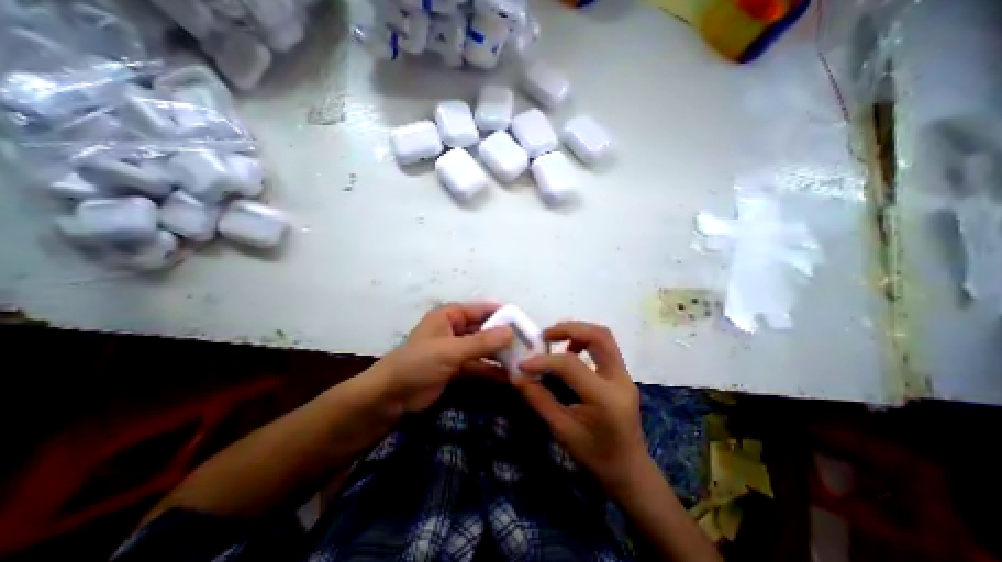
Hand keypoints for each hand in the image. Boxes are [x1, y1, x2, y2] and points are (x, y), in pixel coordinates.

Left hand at [377, 303, 515, 411]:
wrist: (391, 397)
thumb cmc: (418, 363)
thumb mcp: (451, 350)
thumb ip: (482, 342)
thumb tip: (511, 332)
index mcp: (451, 316)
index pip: (482, 309)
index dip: (503, 314)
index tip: (524, 323)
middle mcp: (456, 329)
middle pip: (485, 329)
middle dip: (504, 337)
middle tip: (528, 345)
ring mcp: (457, 349)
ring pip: (484, 348)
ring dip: (500, 355)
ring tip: (523, 361)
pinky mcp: (457, 368)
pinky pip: (479, 365)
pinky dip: (492, 370)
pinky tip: (509, 376)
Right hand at [510, 323, 649, 493]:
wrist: (630, 472)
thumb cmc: (596, 457)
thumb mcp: (562, 431)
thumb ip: (539, 400)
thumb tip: (517, 376)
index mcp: (605, 398)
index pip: (571, 365)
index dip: (544, 361)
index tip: (523, 364)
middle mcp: (620, 379)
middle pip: (598, 335)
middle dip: (569, 329)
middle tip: (545, 335)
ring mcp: (625, 375)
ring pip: (603, 336)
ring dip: (578, 332)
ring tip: (555, 341)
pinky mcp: (622, 374)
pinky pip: (604, 346)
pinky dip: (584, 341)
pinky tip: (570, 354)